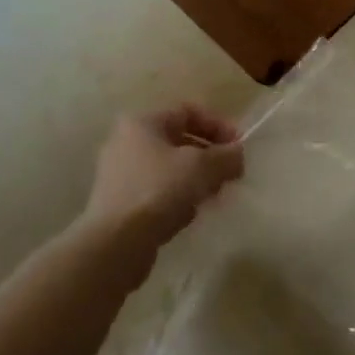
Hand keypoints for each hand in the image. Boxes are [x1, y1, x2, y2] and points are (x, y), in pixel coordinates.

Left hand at [85, 105, 243, 248]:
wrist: (115, 243)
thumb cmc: (158, 191)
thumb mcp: (201, 167)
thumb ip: (226, 156)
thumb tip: (237, 154)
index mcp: (142, 122)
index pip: (188, 111)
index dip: (218, 125)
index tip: (239, 148)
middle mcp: (126, 141)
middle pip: (178, 139)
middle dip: (209, 155)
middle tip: (230, 174)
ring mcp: (120, 173)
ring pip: (169, 167)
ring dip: (196, 177)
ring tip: (214, 196)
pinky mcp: (120, 201)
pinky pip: (157, 189)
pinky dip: (178, 196)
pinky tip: (190, 214)